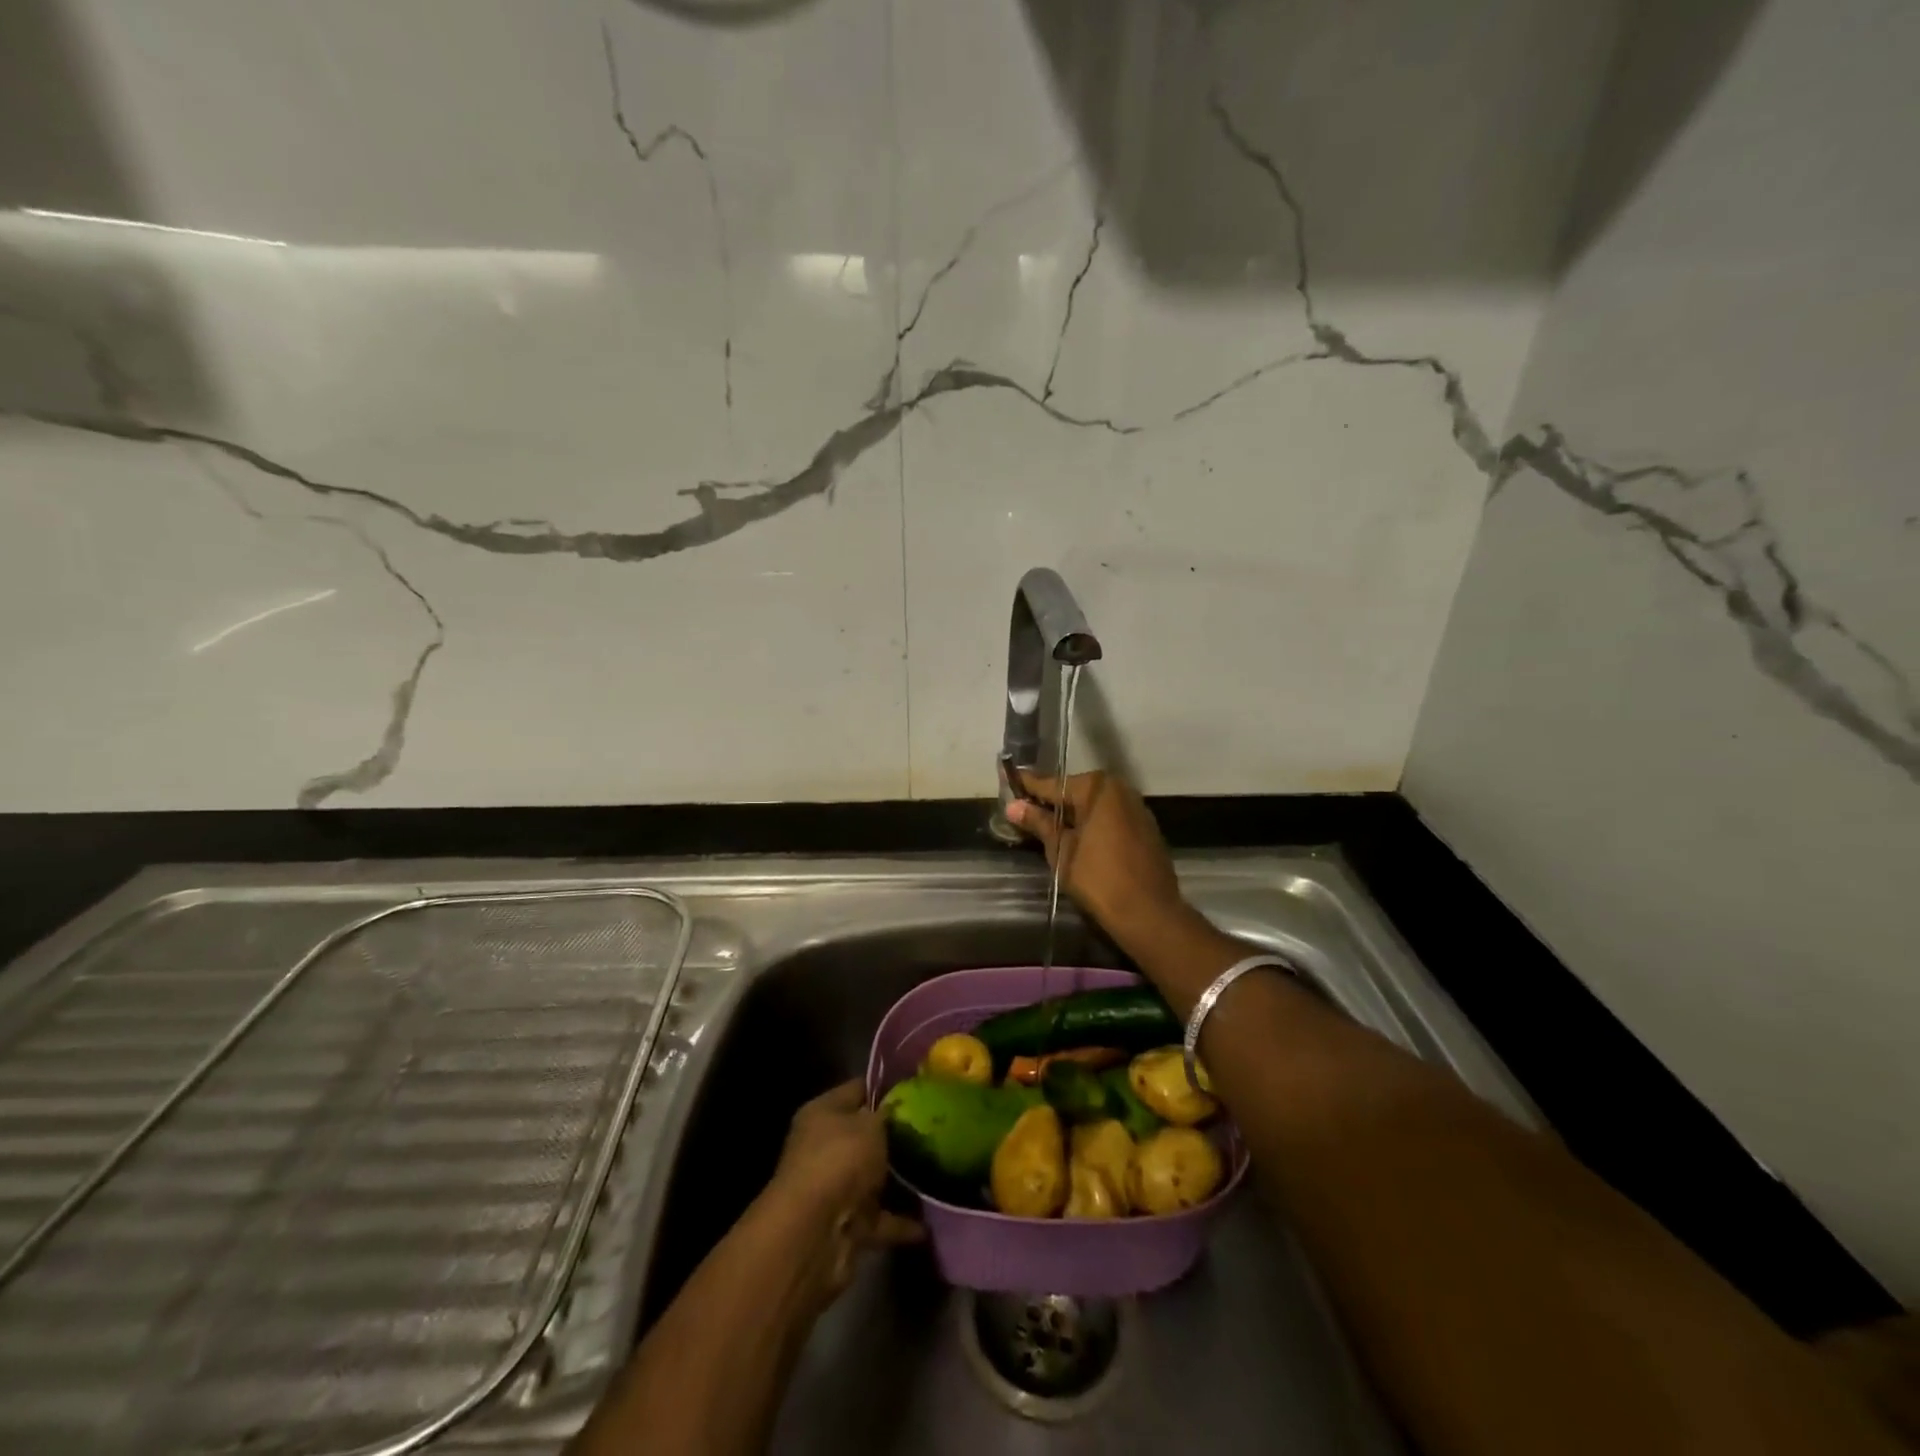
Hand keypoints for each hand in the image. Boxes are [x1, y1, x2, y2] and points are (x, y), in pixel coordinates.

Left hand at [763, 1081, 922, 1309]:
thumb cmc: (840, 1160)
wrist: (815, 1233)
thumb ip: (887, 1114)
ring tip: (937, 1174)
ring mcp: (833, 1188)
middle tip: (934, 1131)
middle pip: (865, 1136)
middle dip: (897, 1136)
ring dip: (899, 1181)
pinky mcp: (845, 1224)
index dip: (887, 1088)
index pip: (858, 1089)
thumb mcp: (871, 1124)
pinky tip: (929, 1222)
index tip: (920, 1089)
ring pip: (872, 1178)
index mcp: (823, 1112)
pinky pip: (879, 1219)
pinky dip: (900, 1222)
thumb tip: (897, 1108)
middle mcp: (824, 1147)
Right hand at [1006, 770, 1190, 945]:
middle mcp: (1119, 789)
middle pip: (1075, 792)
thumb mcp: (1062, 851)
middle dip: (1050, 801)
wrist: (1149, 913)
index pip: (1053, 784)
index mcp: (1097, 788)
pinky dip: (1091, 823)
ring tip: (1045, 825)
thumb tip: (1014, 806)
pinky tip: (1076, 836)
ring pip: (1093, 805)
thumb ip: (1040, 823)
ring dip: (1071, 813)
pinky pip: (1109, 817)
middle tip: (1023, 809)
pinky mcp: (1145, 827)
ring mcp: (1136, 807)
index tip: (1007, 778)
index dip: (1027, 785)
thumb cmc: (1099, 879)